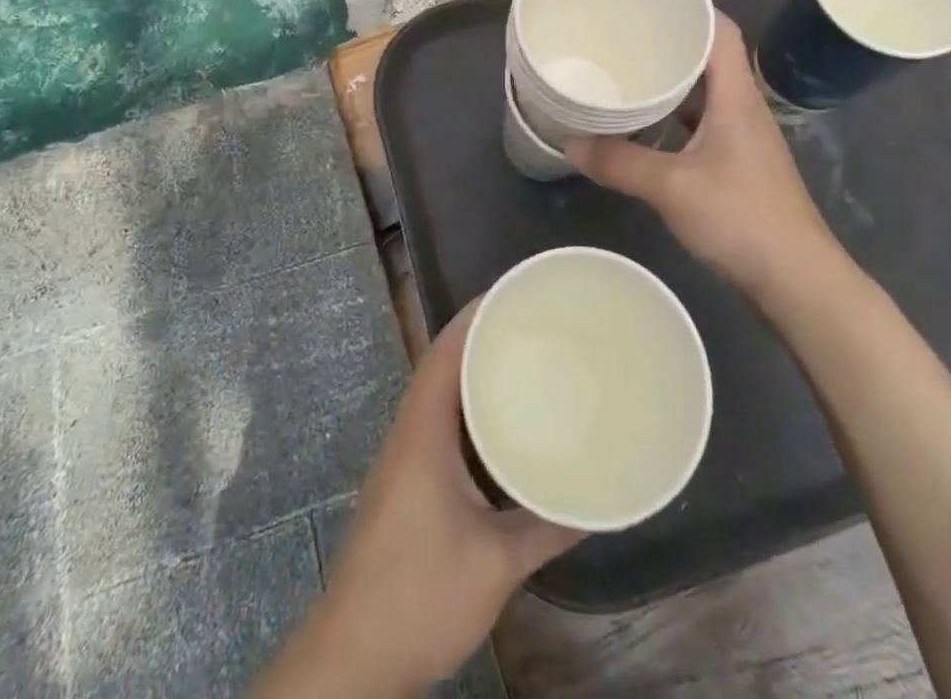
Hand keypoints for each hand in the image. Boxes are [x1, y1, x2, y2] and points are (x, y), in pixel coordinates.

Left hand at [255, 303, 581, 696]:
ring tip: (527, 360)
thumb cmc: (419, 593)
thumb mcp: (496, 562)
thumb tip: (597, 501)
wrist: (353, 657)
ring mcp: (405, 458)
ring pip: (443, 395)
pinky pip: (443, 425)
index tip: (517, 293)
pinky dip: (472, 412)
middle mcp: (410, 431)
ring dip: (477, 374)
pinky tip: (504, 427)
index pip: (446, 349)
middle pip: (445, 363)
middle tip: (535, 323)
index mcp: (423, 429)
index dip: (476, 314)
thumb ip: (547, 527)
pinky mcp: (408, 484)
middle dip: (484, 337)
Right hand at [565, 12, 841, 298]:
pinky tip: (645, 128)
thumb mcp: (671, 188)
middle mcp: (743, 108)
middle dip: (671, 43)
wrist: (797, 280)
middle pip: (711, 58)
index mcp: (736, 97)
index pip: (723, 31)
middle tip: (625, 35)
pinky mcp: (738, 166)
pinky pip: (702, 124)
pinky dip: (675, 118)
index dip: (693, 8)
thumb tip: (569, 143)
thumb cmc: (741, 218)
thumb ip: (619, 163)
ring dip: (672, 83)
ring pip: (705, 94)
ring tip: (629, 74)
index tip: (652, 0)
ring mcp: (743, 139)